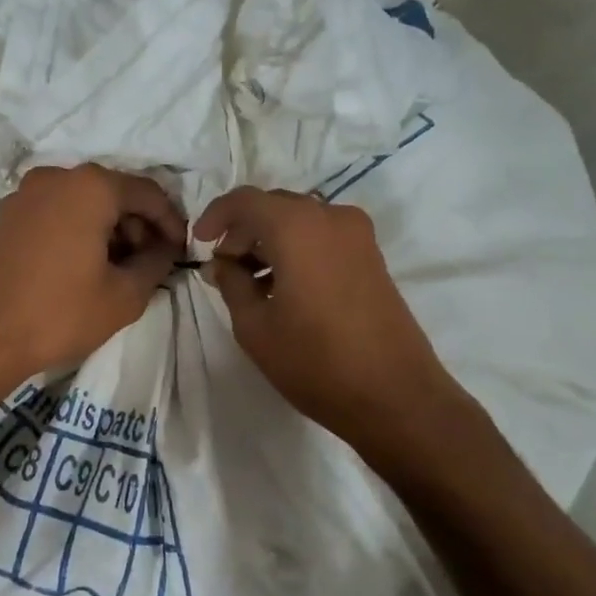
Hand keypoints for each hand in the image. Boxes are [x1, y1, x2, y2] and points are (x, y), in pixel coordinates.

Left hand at [0, 165, 184, 389]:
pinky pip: (55, 212)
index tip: (180, 251)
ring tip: (118, 269)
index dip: (171, 222)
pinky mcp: (5, 215)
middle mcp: (55, 177)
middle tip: (150, 262)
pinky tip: (82, 266)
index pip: (148, 193)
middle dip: (138, 225)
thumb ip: (156, 262)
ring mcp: (24, 194)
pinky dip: (77, 230)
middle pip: (113, 193)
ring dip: (108, 229)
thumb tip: (165, 248)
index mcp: (90, 187)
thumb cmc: (59, 314)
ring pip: (82, 202)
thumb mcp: (125, 295)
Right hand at [194, 188, 455, 444]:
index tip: (200, 244)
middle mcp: (330, 217)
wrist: (395, 395)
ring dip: (270, 241)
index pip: (245, 200)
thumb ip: (231, 285)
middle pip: (274, 206)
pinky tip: (283, 287)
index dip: (216, 216)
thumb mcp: (255, 327)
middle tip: (224, 268)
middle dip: (243, 231)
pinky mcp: (372, 256)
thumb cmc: (315, 361)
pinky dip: (296, 249)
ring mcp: (358, 235)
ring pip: (299, 220)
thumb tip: (221, 265)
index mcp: (296, 227)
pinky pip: (322, 236)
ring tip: (251, 283)